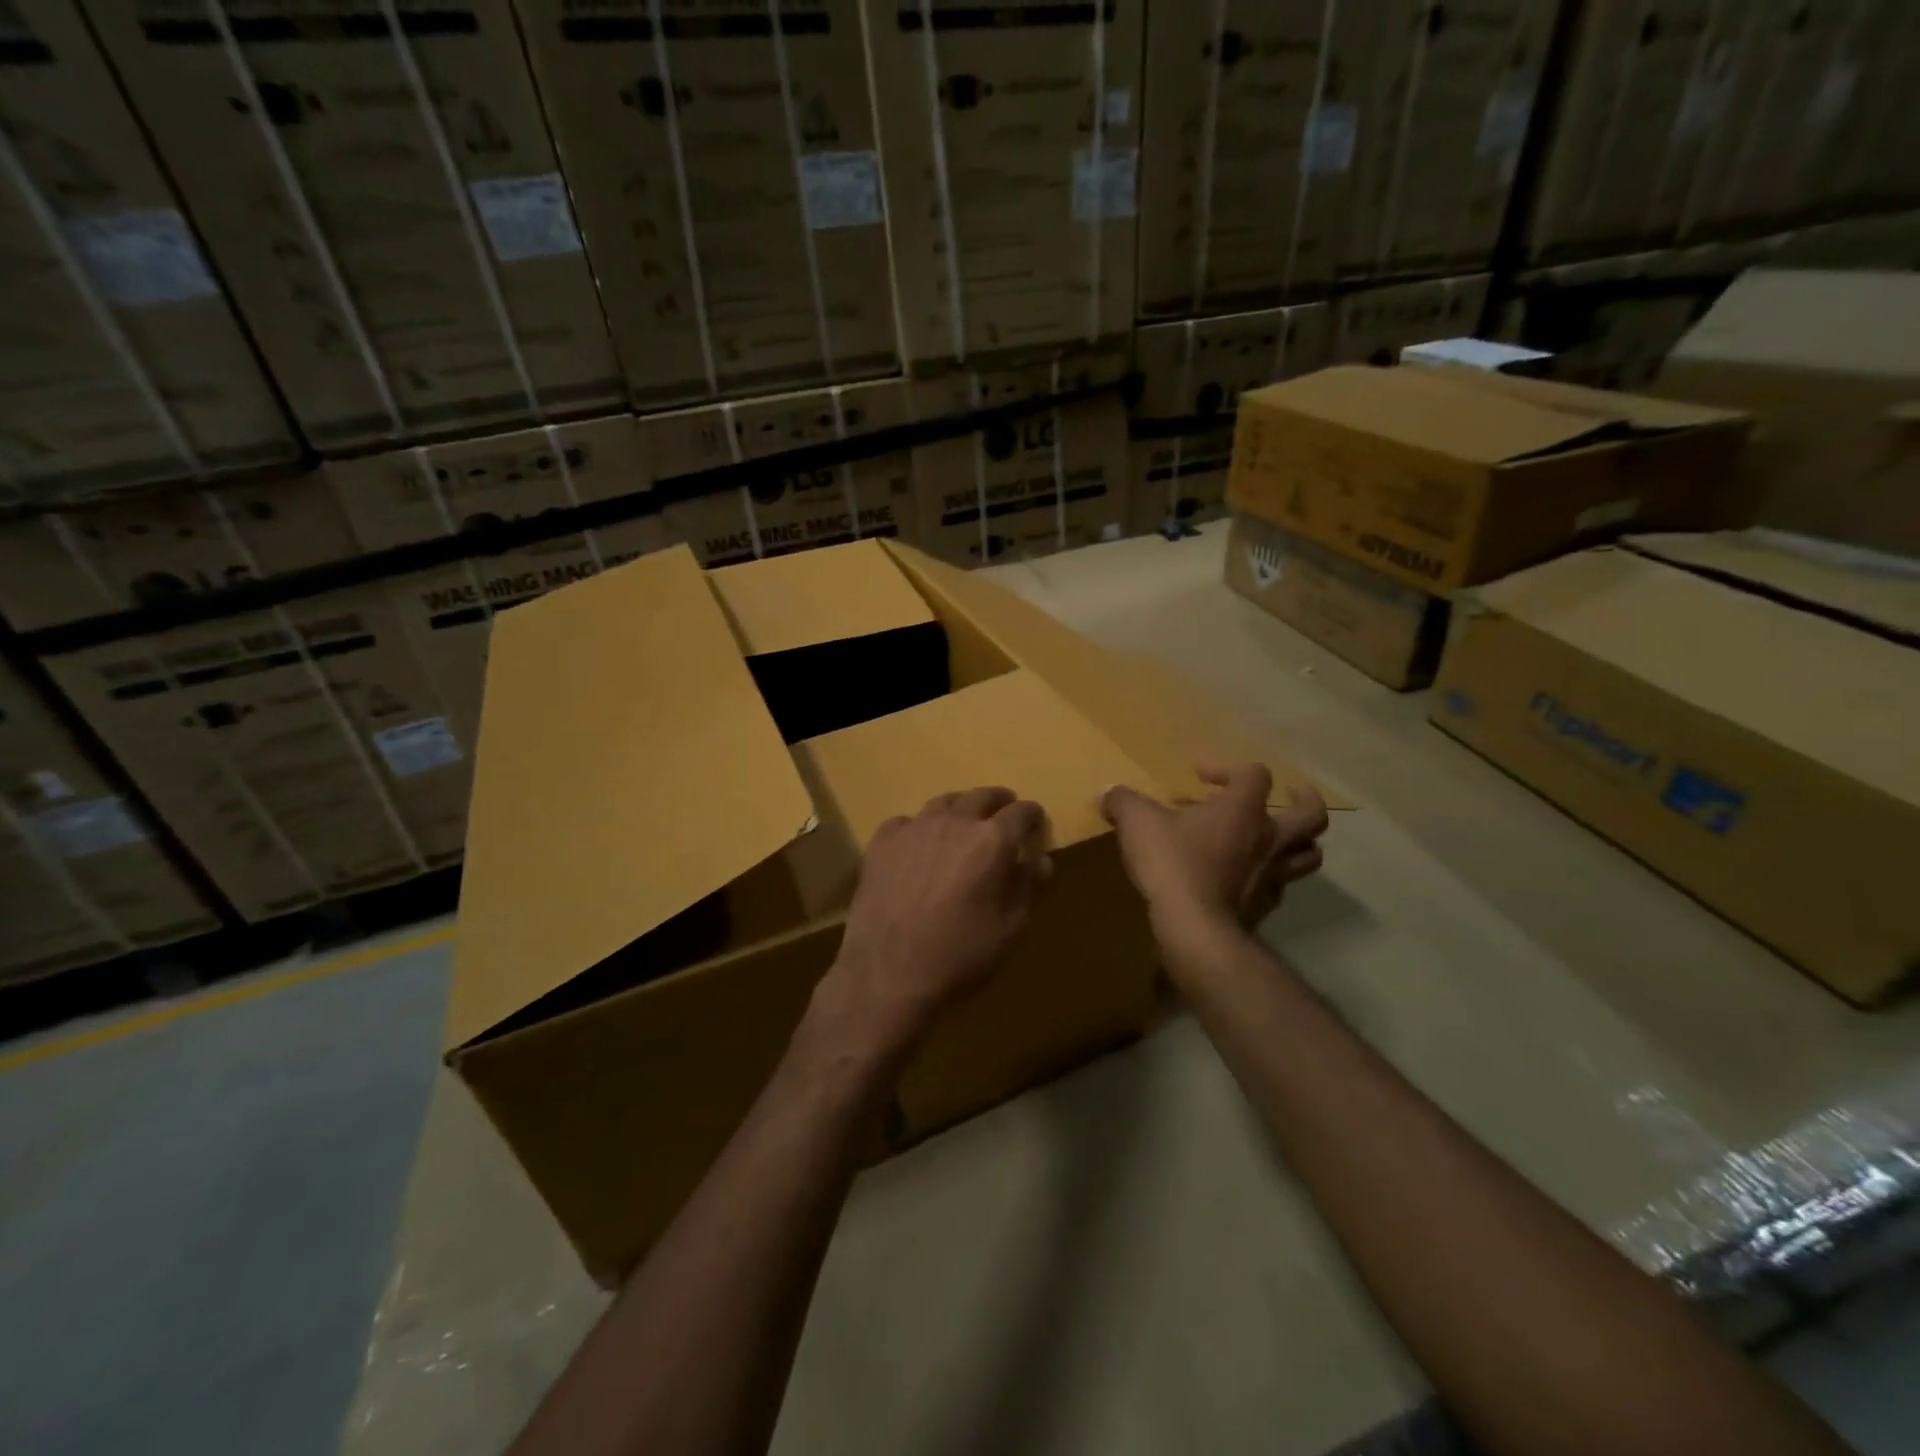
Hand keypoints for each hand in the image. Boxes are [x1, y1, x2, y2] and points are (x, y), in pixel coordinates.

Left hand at [809, 787, 1051, 1069]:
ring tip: (963, 820)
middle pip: (981, 796)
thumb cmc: (960, 956)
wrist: (889, 974)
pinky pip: (907, 822)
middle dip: (998, 801)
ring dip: (960, 808)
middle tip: (1003, 810)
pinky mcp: (882, 842)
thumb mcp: (1010, 929)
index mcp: (991, 841)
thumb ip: (1029, 888)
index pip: (1021, 813)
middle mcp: (954, 822)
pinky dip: (920, 827)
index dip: (1032, 815)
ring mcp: (914, 828)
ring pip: (944, 803)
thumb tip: (1040, 860)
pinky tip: (919, 845)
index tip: (1035, 822)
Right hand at [1101, 764, 1326, 947]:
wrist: (1195, 929)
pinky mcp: (1265, 908)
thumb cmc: (1173, 864)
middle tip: (1292, 794)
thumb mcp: (1137, 823)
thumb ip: (1123, 801)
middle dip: (1305, 800)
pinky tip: (1249, 878)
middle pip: (1312, 815)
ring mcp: (1272, 875)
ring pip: (1309, 855)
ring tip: (1280, 837)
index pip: (1255, 774)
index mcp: (1243, 809)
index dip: (1229, 768)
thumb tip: (1108, 793)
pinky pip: (1280, 887)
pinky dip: (1271, 878)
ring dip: (1299, 842)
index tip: (1199, 777)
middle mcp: (1269, 838)